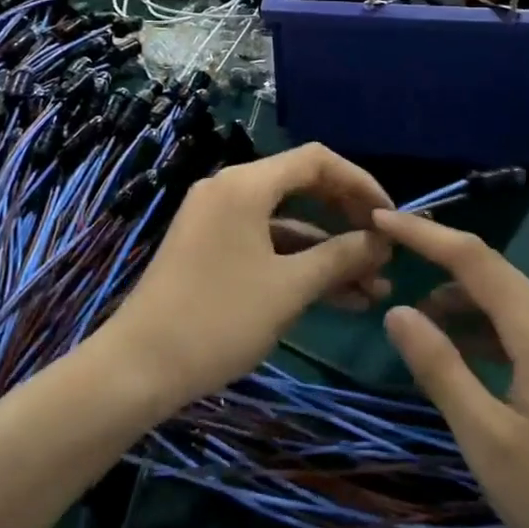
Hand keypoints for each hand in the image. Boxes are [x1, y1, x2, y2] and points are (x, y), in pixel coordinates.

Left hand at [103, 145, 393, 414]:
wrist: (138, 367)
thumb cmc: (219, 318)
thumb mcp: (289, 289)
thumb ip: (340, 257)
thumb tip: (381, 242)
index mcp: (246, 183)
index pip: (317, 161)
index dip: (360, 183)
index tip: (390, 217)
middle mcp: (230, 188)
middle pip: (303, 187)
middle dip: (347, 219)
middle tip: (384, 251)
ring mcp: (218, 218)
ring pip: (286, 222)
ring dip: (328, 251)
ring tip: (373, 289)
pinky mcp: (211, 247)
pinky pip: (265, 242)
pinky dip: (298, 263)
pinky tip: (336, 297)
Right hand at [373, 211, 528, 527]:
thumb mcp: (485, 438)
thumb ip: (439, 367)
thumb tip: (396, 310)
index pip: (472, 257)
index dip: (423, 233)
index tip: (379, 217)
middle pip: (490, 271)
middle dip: (436, 261)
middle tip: (387, 263)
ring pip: (505, 298)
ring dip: (459, 300)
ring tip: (415, 321)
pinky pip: (521, 324)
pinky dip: (484, 326)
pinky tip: (459, 351)